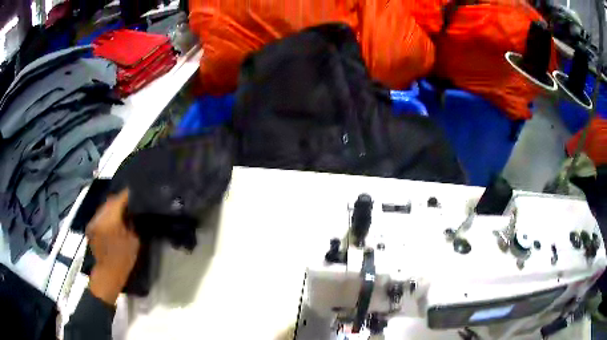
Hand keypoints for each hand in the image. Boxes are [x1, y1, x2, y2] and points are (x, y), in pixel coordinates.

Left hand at [86, 190, 139, 304]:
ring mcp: (93, 221)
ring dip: (113, 206)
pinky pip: (100, 215)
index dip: (129, 195)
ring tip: (123, 209)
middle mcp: (98, 216)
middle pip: (110, 200)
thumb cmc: (123, 259)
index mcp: (110, 219)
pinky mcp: (90, 227)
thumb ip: (133, 222)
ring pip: (104, 207)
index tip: (137, 192)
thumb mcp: (134, 240)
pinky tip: (113, 219)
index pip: (119, 199)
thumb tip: (134, 211)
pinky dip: (107, 214)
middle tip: (131, 201)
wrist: (107, 274)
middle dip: (120, 199)